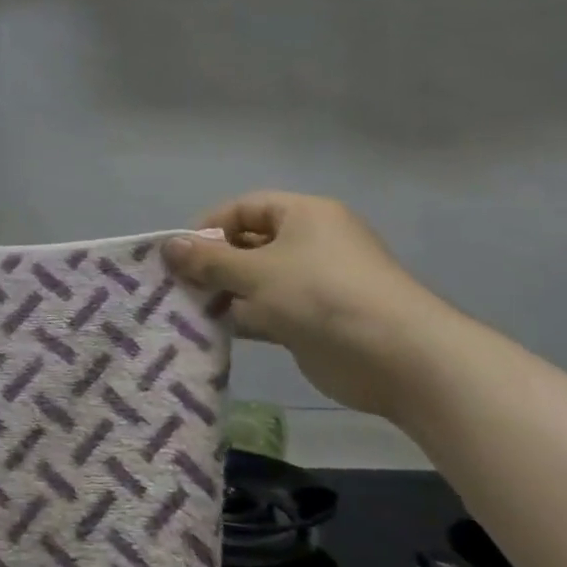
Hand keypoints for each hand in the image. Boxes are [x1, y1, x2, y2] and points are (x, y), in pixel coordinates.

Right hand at [164, 192, 442, 417]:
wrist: (398, 358)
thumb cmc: (322, 296)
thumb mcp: (256, 272)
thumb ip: (208, 260)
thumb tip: (167, 245)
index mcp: (304, 215)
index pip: (244, 208)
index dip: (209, 227)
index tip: (181, 254)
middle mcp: (310, 243)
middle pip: (249, 244)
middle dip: (213, 264)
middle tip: (179, 284)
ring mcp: (314, 283)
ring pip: (257, 280)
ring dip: (225, 293)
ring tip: (189, 309)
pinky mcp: (315, 319)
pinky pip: (269, 310)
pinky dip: (244, 317)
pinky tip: (215, 331)